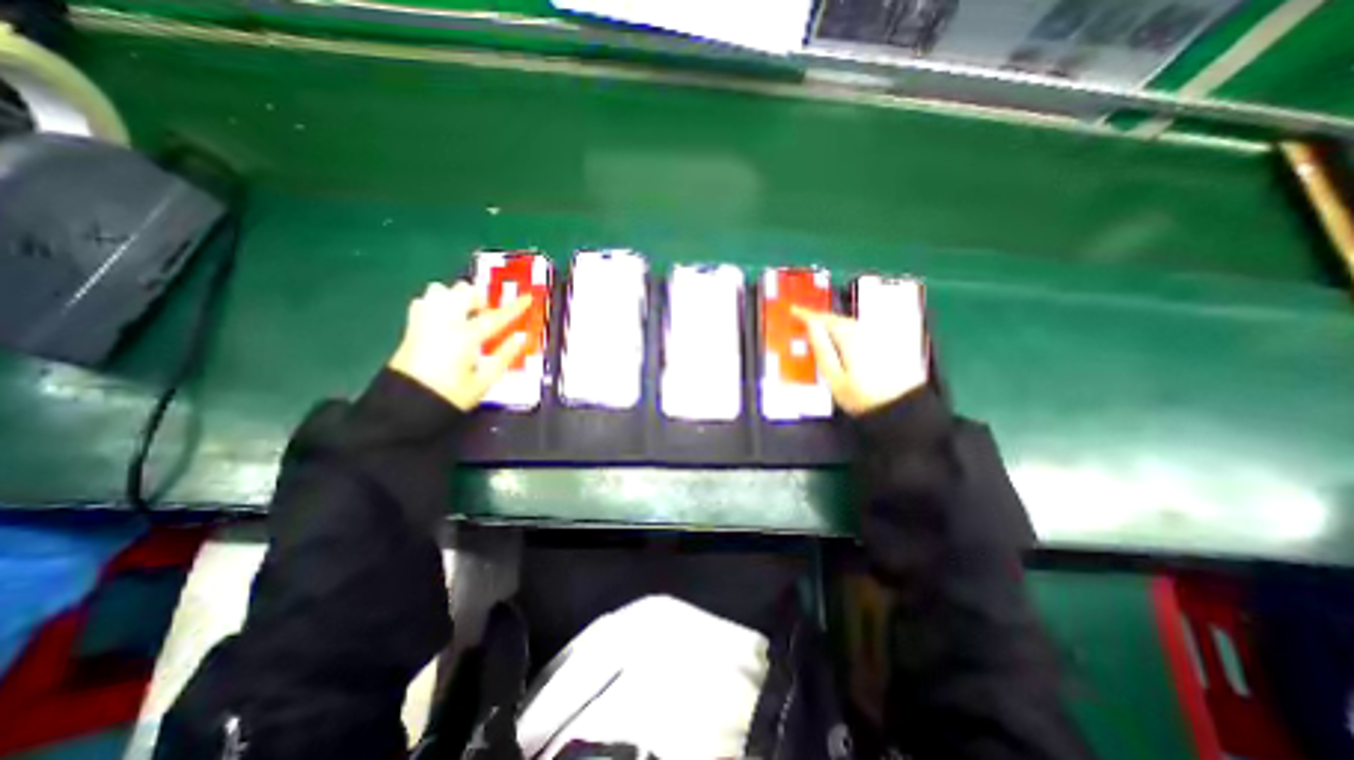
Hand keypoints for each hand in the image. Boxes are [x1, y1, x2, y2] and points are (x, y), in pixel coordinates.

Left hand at [389, 280, 531, 407]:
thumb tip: (521, 338)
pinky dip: (437, 303)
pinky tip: (444, 317)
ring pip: (440, 290)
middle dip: (480, 298)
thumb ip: (505, 356)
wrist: (406, 404)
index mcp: (466, 337)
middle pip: (463, 293)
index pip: (495, 317)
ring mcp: (425, 322)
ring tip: (466, 312)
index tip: (528, 298)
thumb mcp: (484, 381)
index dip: (514, 308)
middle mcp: (445, 323)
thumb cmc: (451, 395)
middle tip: (488, 313)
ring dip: (457, 296)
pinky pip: (424, 301)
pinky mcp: (412, 327)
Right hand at [797, 305, 932, 417]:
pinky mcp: (888, 344)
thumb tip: (811, 327)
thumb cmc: (862, 397)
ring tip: (821, 329)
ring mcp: (879, 337)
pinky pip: (861, 329)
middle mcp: (866, 331)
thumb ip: (822, 350)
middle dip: (821, 318)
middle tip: (805, 319)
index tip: (794, 309)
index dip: (807, 314)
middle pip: (839, 319)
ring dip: (834, 323)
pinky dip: (848, 330)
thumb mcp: (835, 378)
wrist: (902, 410)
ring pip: (851, 323)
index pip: (825, 319)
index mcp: (850, 338)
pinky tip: (844, 339)